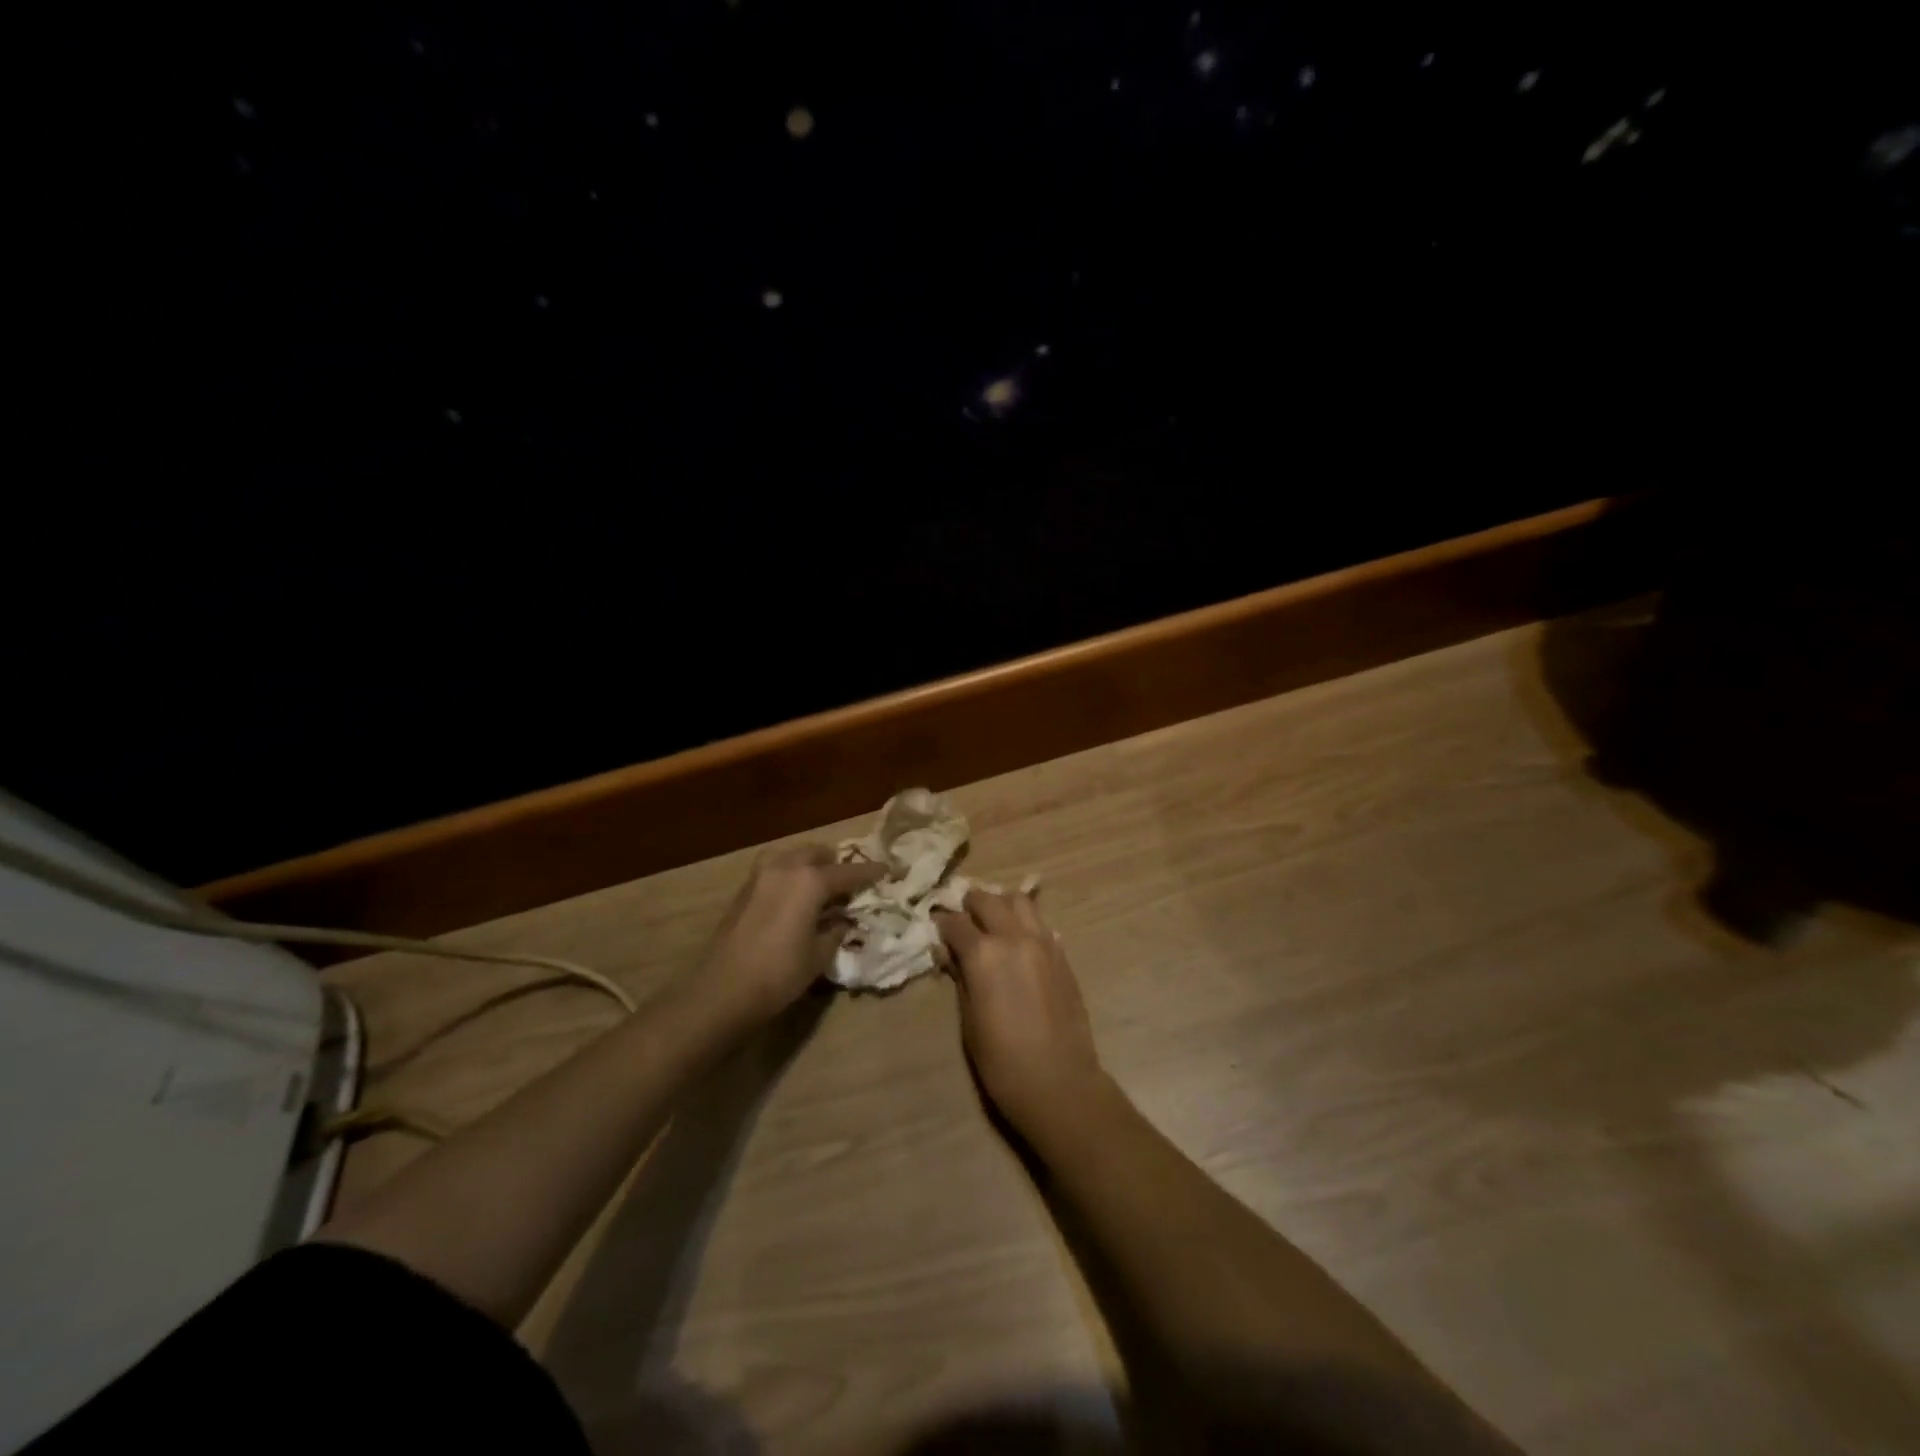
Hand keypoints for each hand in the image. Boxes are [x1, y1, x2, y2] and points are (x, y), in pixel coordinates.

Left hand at [695, 845, 885, 1022]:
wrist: (723, 989)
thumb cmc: (779, 973)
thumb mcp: (819, 955)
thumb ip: (836, 930)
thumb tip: (842, 919)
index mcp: (811, 880)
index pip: (849, 872)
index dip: (871, 872)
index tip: (888, 869)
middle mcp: (786, 867)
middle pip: (818, 853)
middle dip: (835, 863)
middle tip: (849, 882)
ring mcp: (761, 875)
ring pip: (792, 855)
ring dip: (809, 864)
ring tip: (821, 885)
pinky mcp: (744, 889)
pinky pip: (775, 869)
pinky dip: (790, 874)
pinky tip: (796, 896)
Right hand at [935, 889, 1109, 1139]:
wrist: (1059, 1081)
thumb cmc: (1002, 1060)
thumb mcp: (969, 1020)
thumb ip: (960, 977)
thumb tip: (947, 953)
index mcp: (984, 954)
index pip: (956, 922)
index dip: (942, 923)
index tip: (936, 928)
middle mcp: (1014, 937)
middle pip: (987, 899)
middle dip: (970, 904)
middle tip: (962, 919)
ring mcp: (1043, 942)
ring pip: (1019, 901)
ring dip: (1001, 904)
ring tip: (992, 922)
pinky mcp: (1062, 954)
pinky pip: (1040, 923)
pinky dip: (1025, 923)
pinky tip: (1018, 942)